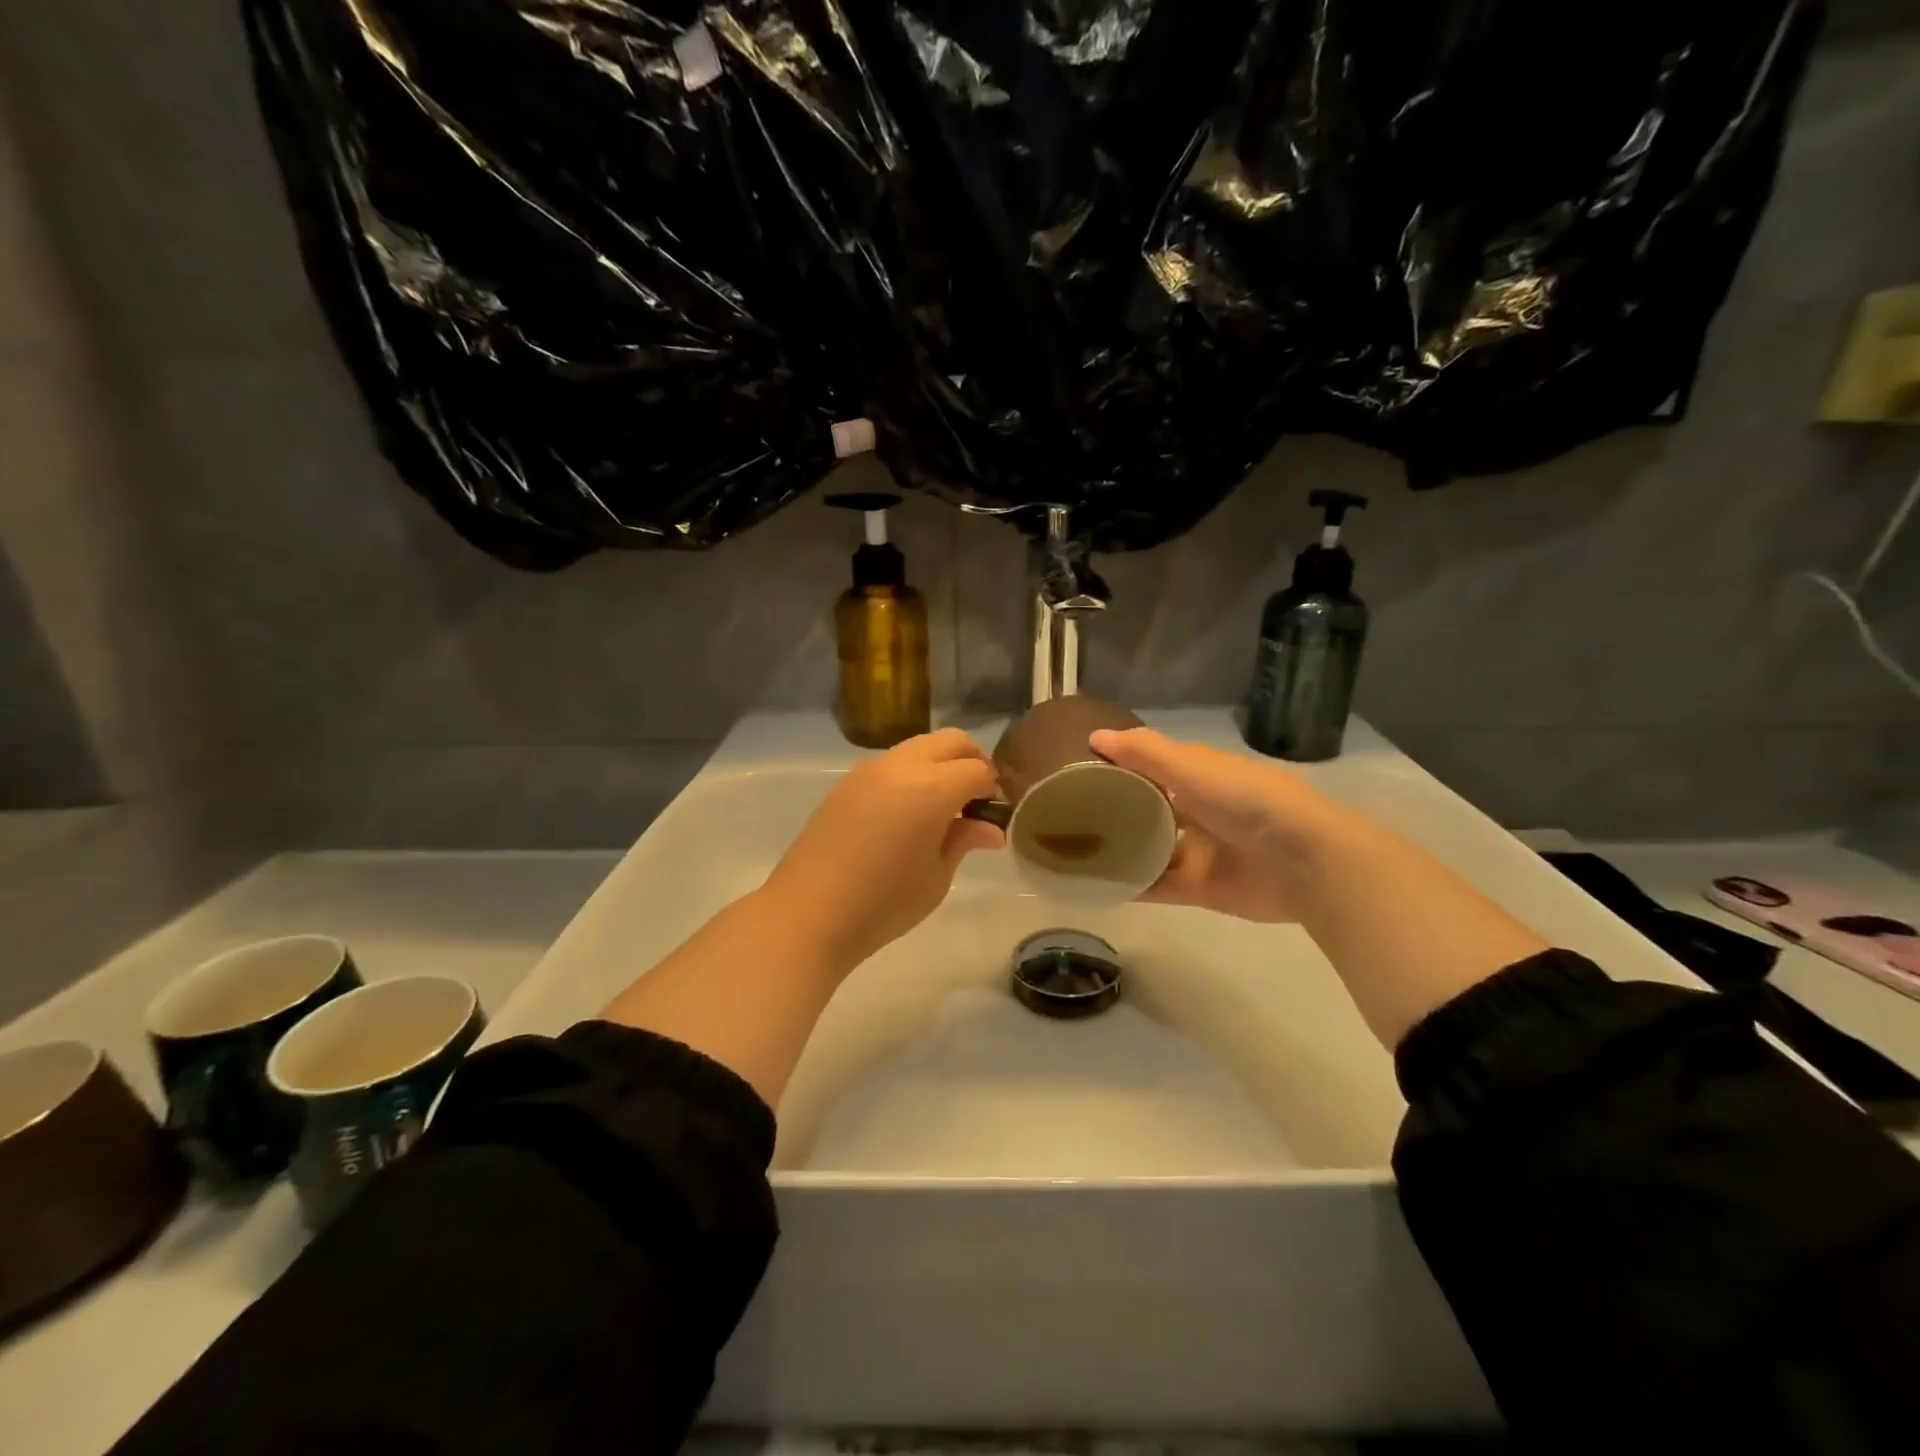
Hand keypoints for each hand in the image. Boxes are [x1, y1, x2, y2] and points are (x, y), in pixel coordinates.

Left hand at [763, 728, 1003, 971]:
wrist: (809, 913)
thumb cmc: (883, 903)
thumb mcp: (936, 877)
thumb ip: (964, 840)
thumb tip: (990, 828)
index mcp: (932, 788)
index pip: (978, 770)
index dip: (993, 790)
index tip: (993, 815)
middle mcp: (902, 766)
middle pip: (951, 741)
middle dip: (972, 762)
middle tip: (974, 802)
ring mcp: (870, 770)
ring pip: (920, 746)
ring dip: (940, 765)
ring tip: (941, 809)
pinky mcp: (847, 782)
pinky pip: (892, 763)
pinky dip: (912, 773)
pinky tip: (907, 813)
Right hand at [1089, 727, 1337, 922]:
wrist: (1302, 860)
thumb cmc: (1245, 799)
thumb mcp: (1191, 766)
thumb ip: (1144, 752)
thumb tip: (1094, 736)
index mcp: (1198, 776)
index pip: (1150, 766)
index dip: (1118, 765)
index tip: (1076, 768)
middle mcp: (1196, 811)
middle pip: (1146, 810)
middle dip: (1113, 811)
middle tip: (1066, 814)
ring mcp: (1197, 852)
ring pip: (1148, 850)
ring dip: (1118, 851)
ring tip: (1072, 852)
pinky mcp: (1198, 888)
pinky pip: (1156, 887)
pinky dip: (1131, 887)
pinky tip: (1096, 887)